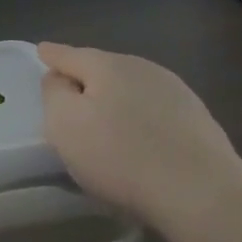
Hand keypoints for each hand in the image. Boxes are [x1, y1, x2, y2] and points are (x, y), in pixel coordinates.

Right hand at [38, 42, 241, 228]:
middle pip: (103, 69)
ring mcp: (175, 91)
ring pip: (131, 88)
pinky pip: (154, 110)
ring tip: (104, 122)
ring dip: (114, 99)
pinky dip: (139, 118)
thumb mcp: (65, 124)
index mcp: (108, 65)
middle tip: (69, 98)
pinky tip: (138, 140)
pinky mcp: (196, 117)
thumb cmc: (119, 156)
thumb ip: (55, 93)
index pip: (71, 55)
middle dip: (85, 79)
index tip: (42, 51)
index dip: (52, 55)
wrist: (199, 190)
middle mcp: (143, 68)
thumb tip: (59, 78)